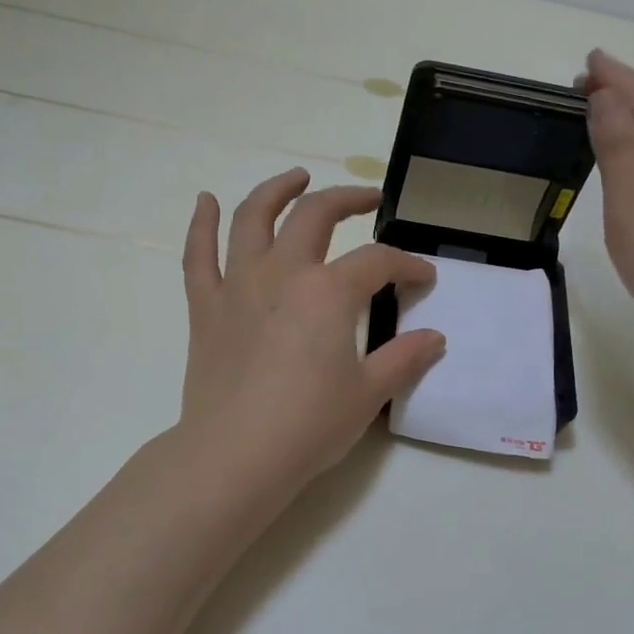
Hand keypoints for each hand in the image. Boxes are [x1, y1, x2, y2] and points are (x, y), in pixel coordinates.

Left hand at [177, 168, 446, 489]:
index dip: (407, 265)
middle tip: (368, 199)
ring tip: (295, 177)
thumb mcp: (369, 394)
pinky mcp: (205, 308)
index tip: (423, 278)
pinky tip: (207, 201)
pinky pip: (198, 256)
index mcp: (328, 292)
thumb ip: (404, 359)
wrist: (235, 456)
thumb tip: (435, 338)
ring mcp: (238, 286)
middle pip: (316, 215)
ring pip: (253, 218)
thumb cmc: (309, 425)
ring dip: (276, 190)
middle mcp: (283, 273)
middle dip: (348, 199)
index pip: (378, 263)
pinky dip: (201, 224)